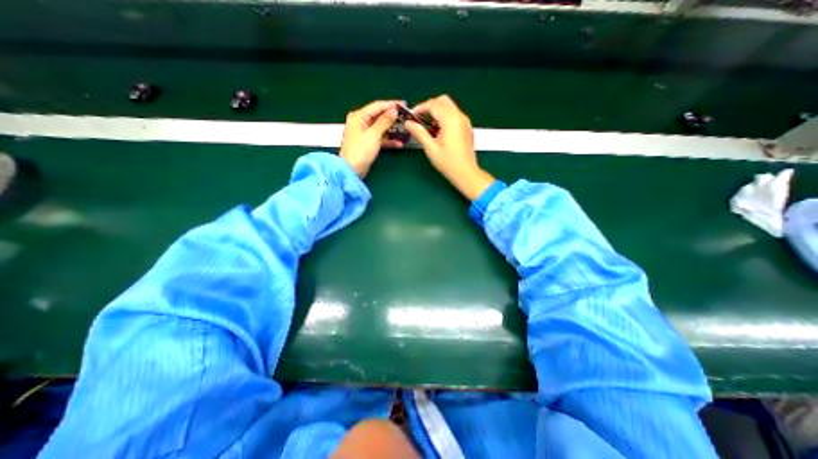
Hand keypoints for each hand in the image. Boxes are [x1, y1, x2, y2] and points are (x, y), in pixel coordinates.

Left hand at [336, 99, 403, 174]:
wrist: (351, 171)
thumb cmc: (360, 151)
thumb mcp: (373, 135)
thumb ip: (384, 121)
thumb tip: (394, 110)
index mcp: (359, 116)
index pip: (377, 106)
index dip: (391, 104)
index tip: (405, 105)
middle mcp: (361, 122)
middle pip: (379, 116)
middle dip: (393, 118)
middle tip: (406, 118)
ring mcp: (364, 133)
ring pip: (381, 128)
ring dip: (392, 130)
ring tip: (405, 130)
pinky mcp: (367, 144)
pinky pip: (380, 138)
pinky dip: (388, 140)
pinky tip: (399, 144)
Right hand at [405, 95, 495, 200]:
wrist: (466, 173)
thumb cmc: (448, 163)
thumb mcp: (431, 149)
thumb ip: (420, 133)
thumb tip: (408, 123)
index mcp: (450, 120)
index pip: (433, 104)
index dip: (420, 108)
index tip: (412, 116)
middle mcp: (459, 116)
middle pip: (443, 101)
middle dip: (430, 106)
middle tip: (420, 118)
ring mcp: (465, 121)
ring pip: (449, 106)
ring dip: (437, 111)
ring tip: (428, 125)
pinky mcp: (467, 127)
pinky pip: (454, 114)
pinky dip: (445, 116)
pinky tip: (438, 130)